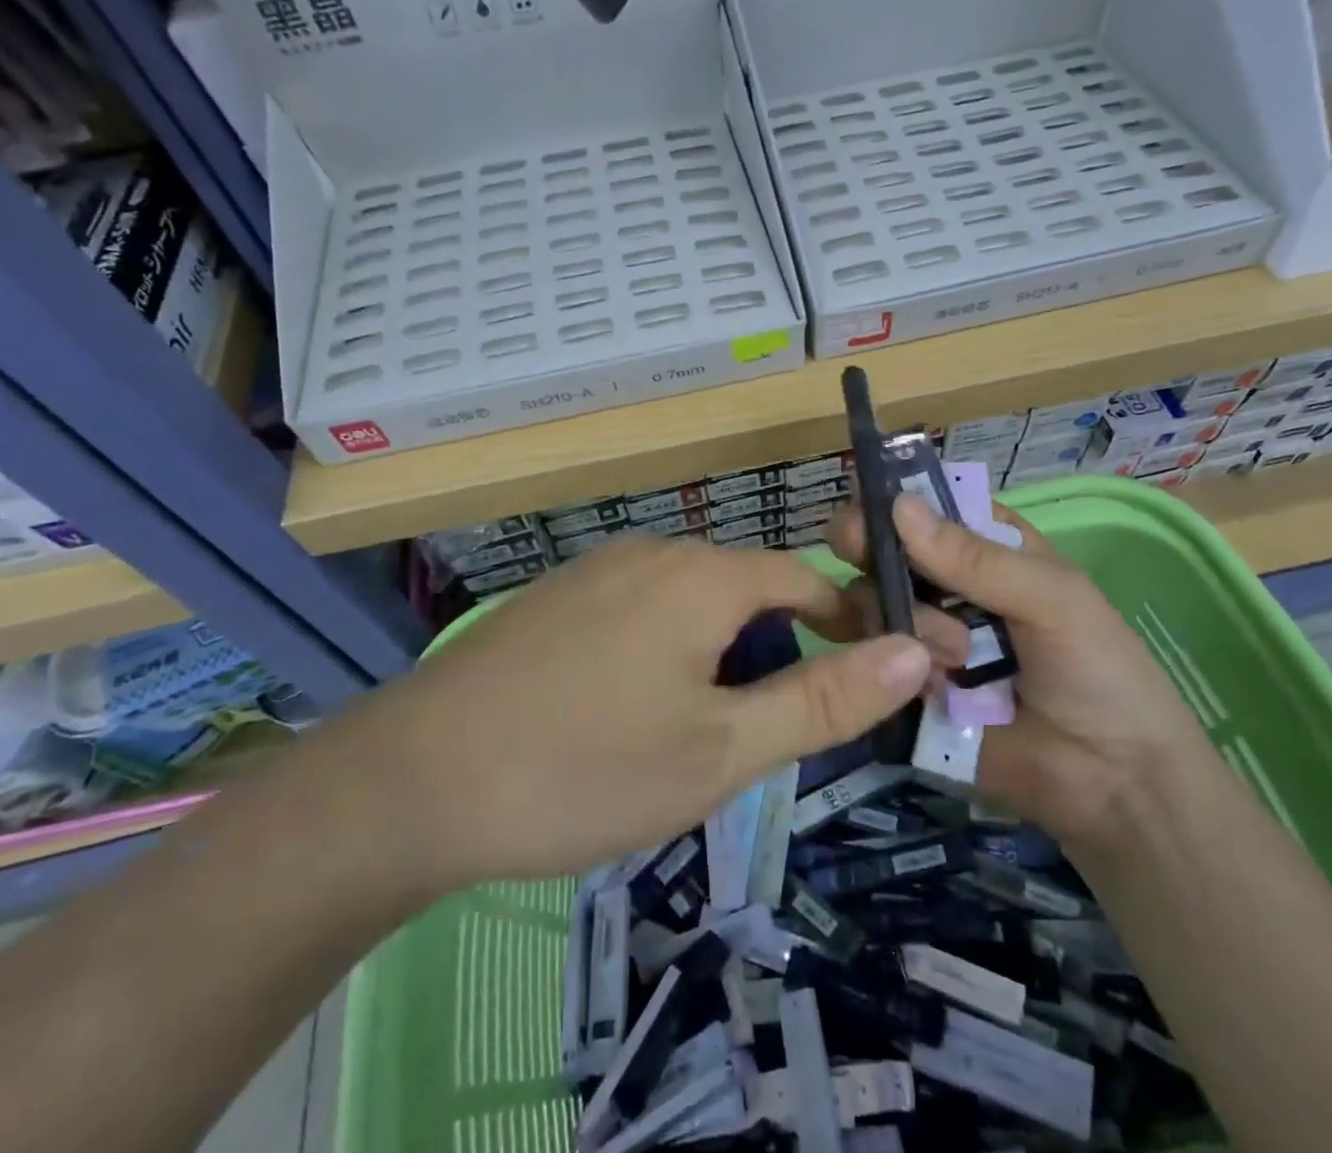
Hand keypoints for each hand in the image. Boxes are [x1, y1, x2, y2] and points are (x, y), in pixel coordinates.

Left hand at [331, 534, 948, 895]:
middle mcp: (653, 552)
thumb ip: (823, 699)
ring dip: (717, 658)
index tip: (868, 679)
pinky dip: (664, 652)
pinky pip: (639, 611)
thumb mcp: (721, 750)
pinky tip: (627, 715)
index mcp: (703, 576)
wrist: (415, 779)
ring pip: (691, 605)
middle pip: (747, 591)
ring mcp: (597, 569)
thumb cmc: (584, 767)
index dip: (849, 623)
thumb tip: (915, 650)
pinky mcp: (557, 597)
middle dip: (774, 653)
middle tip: (763, 736)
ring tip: (695, 736)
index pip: (807, 578)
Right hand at [826, 494, 1209, 845]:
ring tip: (955, 660)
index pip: (930, 507)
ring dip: (902, 618)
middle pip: (887, 549)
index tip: (863, 497)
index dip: (895, 497)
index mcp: (988, 551)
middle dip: (871, 546)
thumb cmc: (1100, 673)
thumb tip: (898, 505)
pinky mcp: (907, 686)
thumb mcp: (1053, 599)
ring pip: (874, 600)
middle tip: (857, 548)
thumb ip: (975, 558)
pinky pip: (874, 659)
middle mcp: (947, 587)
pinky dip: (888, 662)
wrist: (1112, 786)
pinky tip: (926, 681)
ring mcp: (923, 636)